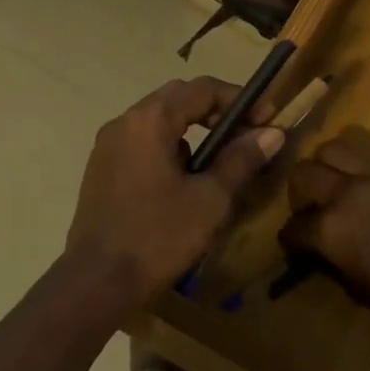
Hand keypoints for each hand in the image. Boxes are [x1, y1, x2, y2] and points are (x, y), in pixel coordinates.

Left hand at [67, 77, 284, 301]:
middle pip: (177, 100)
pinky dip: (170, 151)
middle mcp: (123, 123)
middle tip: (247, 137)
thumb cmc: (158, 236)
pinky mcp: (101, 171)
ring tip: (219, 165)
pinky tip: (184, 185)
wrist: (97, 281)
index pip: (202, 89)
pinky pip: (142, 146)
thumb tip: (272, 133)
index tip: (268, 120)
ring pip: (158, 124)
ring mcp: (107, 147)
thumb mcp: (210, 199)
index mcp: (149, 120)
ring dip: (193, 134)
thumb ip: (241, 160)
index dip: (240, 100)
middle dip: (216, 113)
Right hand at [283, 138, 369, 327]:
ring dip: (326, 168)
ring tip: (337, 186)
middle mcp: (345, 193)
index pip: (292, 227)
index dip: (291, 240)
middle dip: (300, 194)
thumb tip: (323, 252)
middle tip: (312, 210)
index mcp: (329, 228)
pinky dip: (364, 173)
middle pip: (303, 174)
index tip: (296, 247)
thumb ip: (332, 261)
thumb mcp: (356, 288)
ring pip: (333, 150)